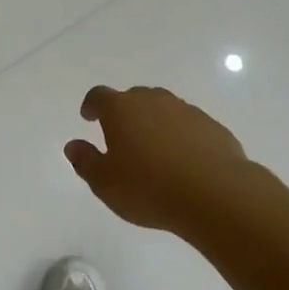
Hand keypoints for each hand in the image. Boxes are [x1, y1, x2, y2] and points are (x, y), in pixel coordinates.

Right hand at [65, 85, 250, 237]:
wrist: (215, 194)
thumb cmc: (149, 188)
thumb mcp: (105, 183)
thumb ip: (85, 162)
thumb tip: (73, 146)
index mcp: (121, 109)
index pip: (99, 96)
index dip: (91, 105)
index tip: (89, 117)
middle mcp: (153, 101)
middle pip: (133, 98)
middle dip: (125, 113)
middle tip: (122, 136)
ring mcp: (186, 111)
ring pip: (164, 109)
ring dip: (155, 123)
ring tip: (154, 151)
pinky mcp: (212, 127)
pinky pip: (189, 126)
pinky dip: (182, 137)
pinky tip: (184, 162)